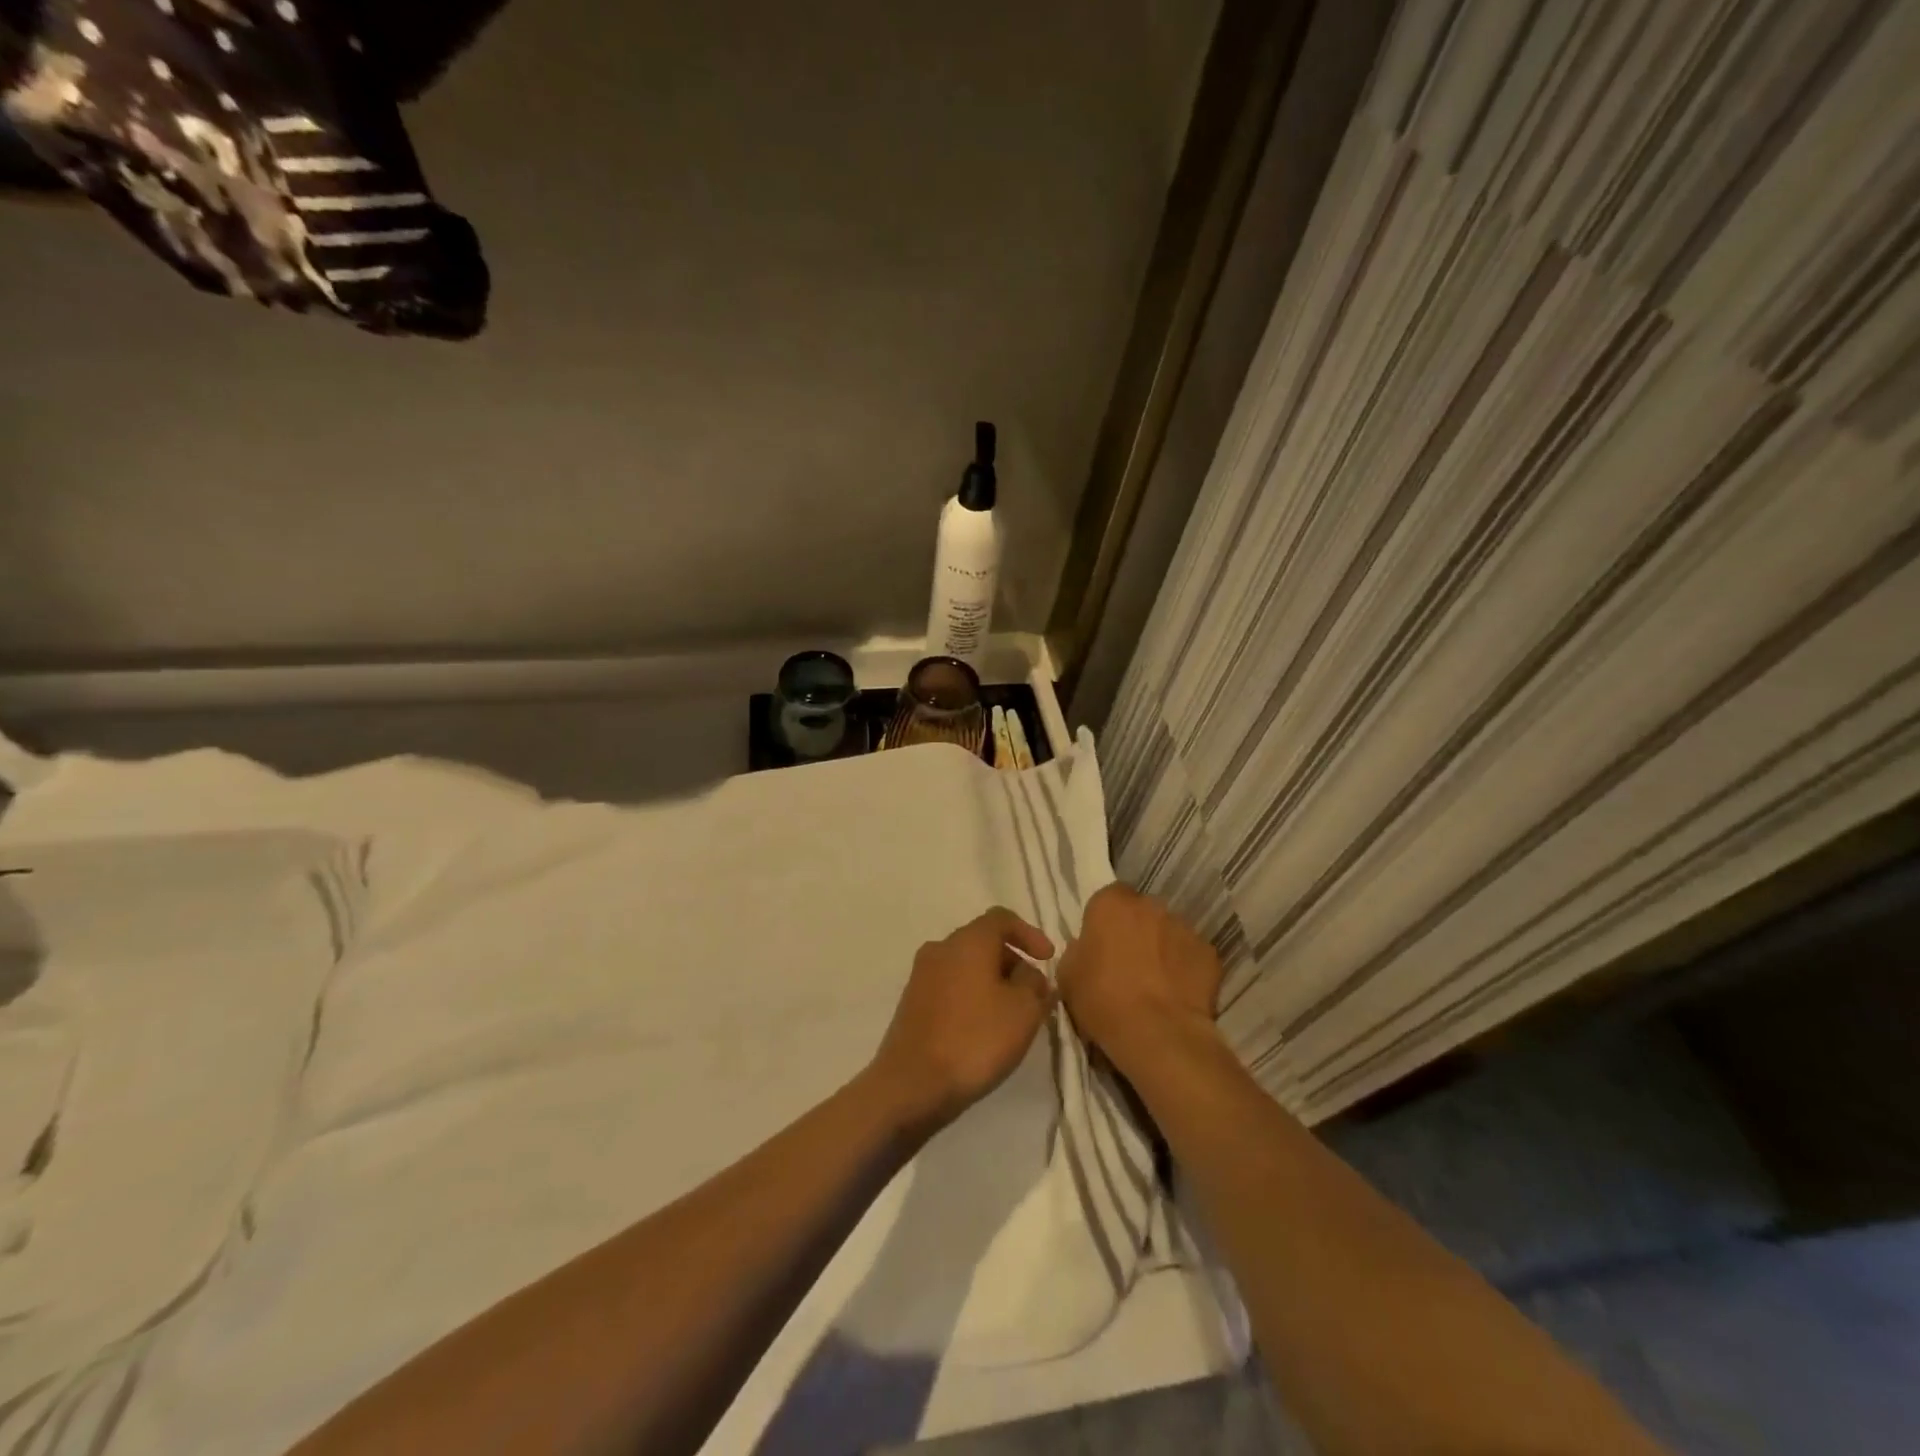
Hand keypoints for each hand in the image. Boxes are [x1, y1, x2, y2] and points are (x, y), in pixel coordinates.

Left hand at [868, 908, 1055, 1133]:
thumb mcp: (1023, 1011)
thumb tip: (1030, 975)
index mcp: (968, 941)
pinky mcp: (912, 1003)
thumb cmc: (975, 1039)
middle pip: (983, 942)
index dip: (1029, 934)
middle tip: (1035, 993)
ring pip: (966, 966)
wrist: (912, 1084)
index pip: (1001, 918)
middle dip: (1013, 962)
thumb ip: (1035, 985)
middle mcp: (940, 948)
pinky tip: (984, 1027)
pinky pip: (950, 987)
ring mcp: (921, 975)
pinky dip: (972, 996)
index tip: (1048, 959)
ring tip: (1013, 1014)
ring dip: (993, 981)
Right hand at [1056, 885, 1222, 1075]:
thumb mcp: (1067, 975)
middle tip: (1128, 964)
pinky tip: (1177, 994)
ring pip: (1169, 932)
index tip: (1101, 946)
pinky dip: (1185, 969)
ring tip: (1155, 984)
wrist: (1158, 1033)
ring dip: (1162, 949)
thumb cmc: (1103, 999)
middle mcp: (1151, 905)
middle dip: (1136, 931)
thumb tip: (1087, 949)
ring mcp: (1184, 927)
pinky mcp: (1210, 953)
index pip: (1108, 898)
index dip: (1105, 922)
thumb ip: (1077, 951)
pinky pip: (1192, 956)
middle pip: (1141, 912)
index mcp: (1112, 903)